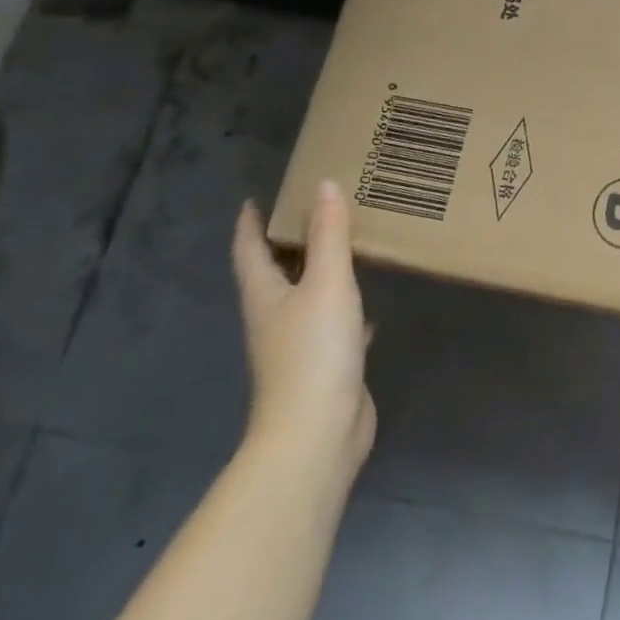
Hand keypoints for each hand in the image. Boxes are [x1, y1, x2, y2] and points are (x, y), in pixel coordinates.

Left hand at [232, 181, 375, 481]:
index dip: (250, 223)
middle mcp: (275, 318)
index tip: (258, 198)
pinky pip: (333, 325)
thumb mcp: (326, 284)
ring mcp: (299, 345)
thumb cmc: (313, 352)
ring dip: (320, 272)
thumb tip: (323, 184)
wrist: (317, 434)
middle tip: (317, 210)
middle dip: (290, 242)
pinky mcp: (325, 366)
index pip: (249, 250)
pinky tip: (370, 306)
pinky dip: (346, 309)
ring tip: (346, 246)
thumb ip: (329, 235)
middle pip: (276, 273)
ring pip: (306, 297)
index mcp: (265, 296)